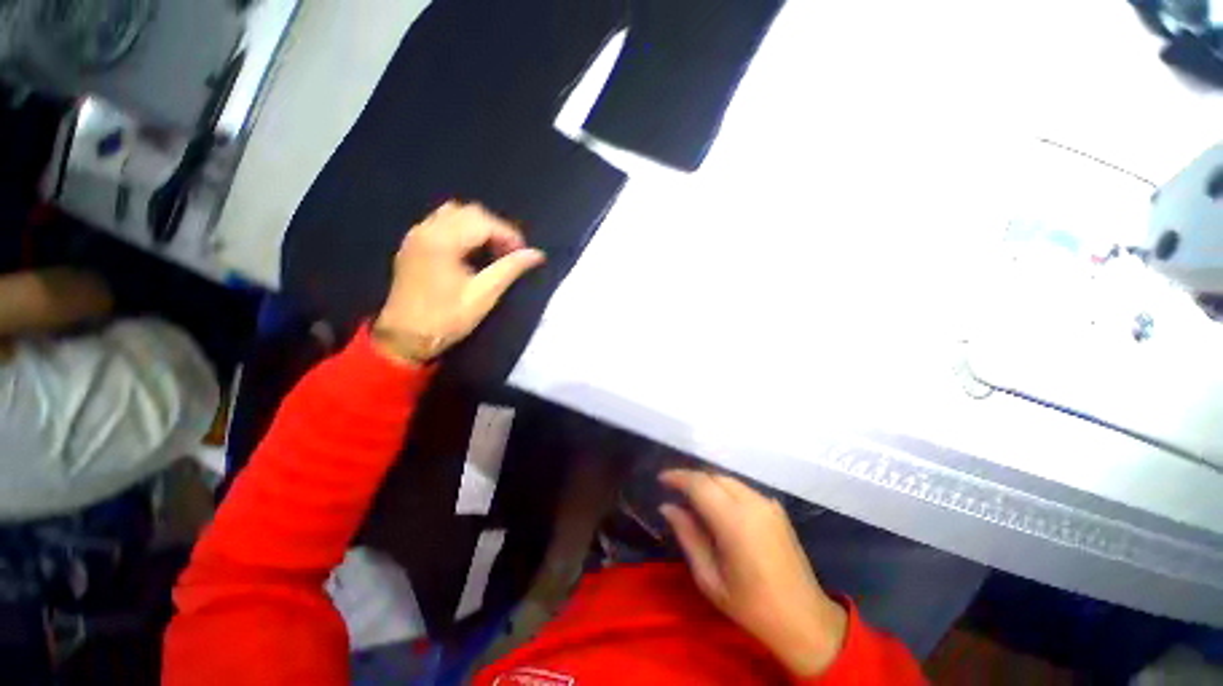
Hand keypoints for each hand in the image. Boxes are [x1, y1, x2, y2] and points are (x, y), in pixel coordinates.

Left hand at [373, 201, 544, 363]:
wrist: (404, 337)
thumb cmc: (446, 318)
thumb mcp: (484, 295)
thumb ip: (510, 269)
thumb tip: (537, 254)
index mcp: (443, 241)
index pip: (483, 222)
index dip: (508, 235)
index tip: (523, 254)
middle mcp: (426, 229)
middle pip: (469, 212)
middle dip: (495, 229)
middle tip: (509, 254)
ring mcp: (416, 236)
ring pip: (454, 214)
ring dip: (478, 227)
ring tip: (491, 251)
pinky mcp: (412, 245)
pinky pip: (440, 223)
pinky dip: (461, 230)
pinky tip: (470, 253)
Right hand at [659, 469, 848, 678]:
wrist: (805, 620)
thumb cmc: (752, 606)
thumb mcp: (710, 578)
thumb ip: (688, 536)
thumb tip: (667, 507)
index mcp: (735, 521)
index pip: (699, 484)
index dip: (678, 477)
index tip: (661, 479)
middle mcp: (753, 503)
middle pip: (714, 476)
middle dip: (691, 478)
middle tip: (673, 490)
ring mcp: (768, 503)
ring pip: (729, 479)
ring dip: (708, 482)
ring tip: (691, 497)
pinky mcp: (776, 508)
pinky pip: (743, 489)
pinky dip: (724, 489)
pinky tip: (717, 505)